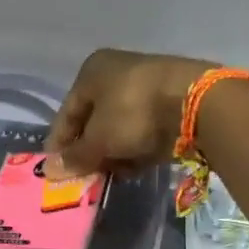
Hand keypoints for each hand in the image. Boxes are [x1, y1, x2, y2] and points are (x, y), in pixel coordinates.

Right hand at [45, 48, 215, 175]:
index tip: (56, 170)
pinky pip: (142, 130)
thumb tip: (51, 170)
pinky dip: (136, 149)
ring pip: (118, 128)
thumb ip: (75, 156)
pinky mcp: (169, 103)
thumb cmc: (133, 113)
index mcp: (91, 72)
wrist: (197, 102)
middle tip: (85, 177)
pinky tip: (135, 168)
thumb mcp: (98, 139)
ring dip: (113, 153)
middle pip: (93, 120)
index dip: (59, 143)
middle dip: (89, 151)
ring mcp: (145, 87)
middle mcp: (116, 73)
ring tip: (113, 175)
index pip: (67, 112)